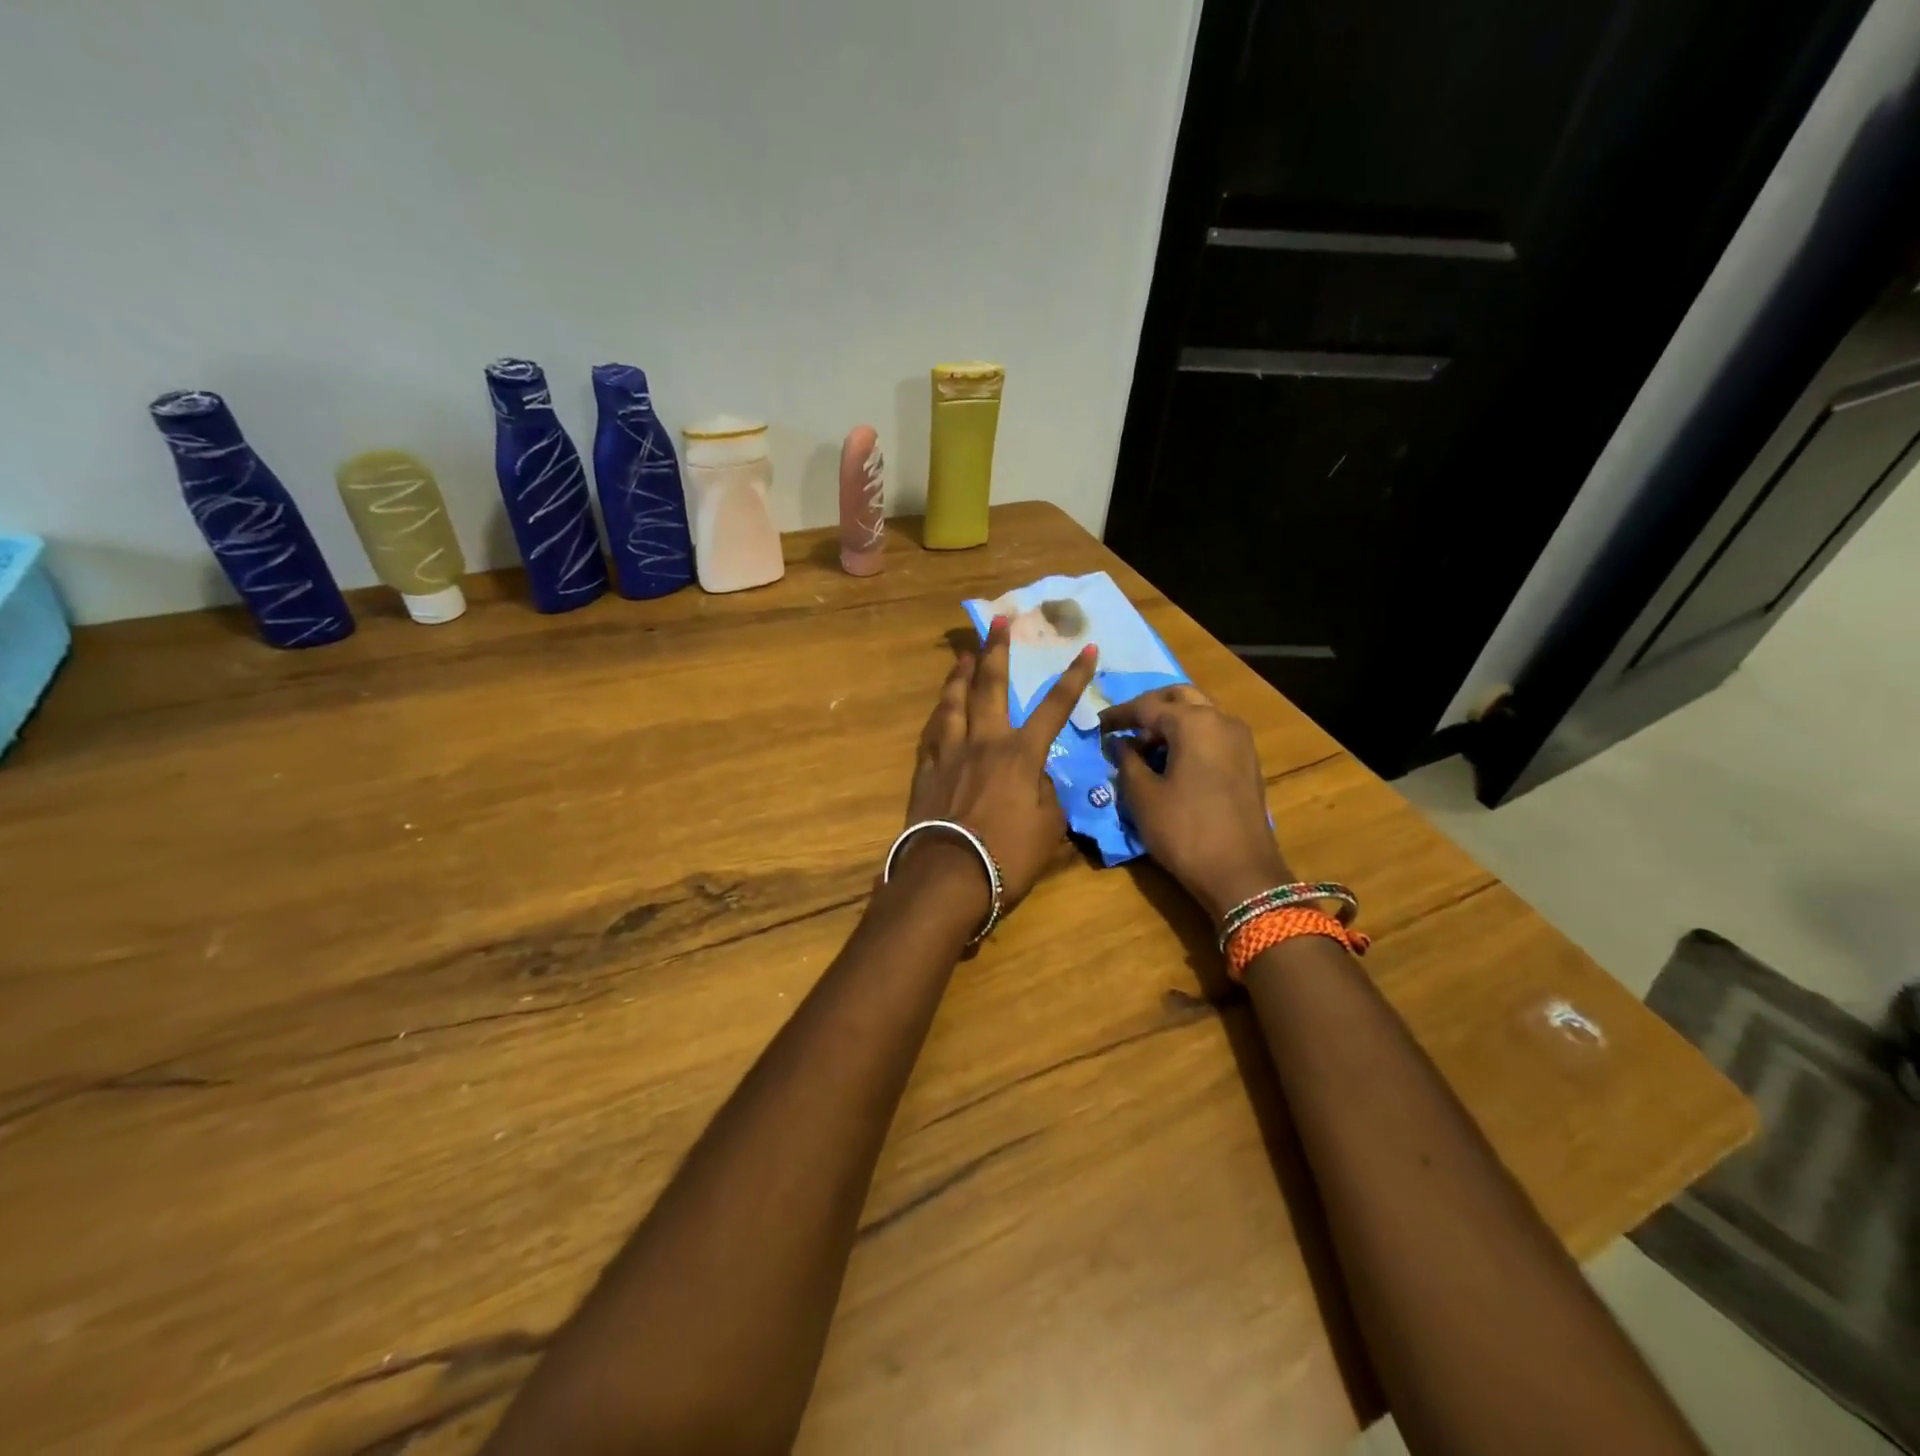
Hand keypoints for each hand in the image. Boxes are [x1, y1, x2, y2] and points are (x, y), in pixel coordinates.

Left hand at [904, 616, 1098, 908]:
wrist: (948, 877)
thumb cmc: (1008, 856)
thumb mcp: (1048, 829)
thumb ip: (1047, 795)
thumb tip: (1037, 778)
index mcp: (1020, 754)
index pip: (1054, 707)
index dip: (1074, 678)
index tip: (1088, 648)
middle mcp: (984, 742)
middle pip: (990, 686)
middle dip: (997, 650)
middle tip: (998, 620)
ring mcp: (949, 754)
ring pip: (953, 702)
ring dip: (960, 675)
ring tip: (963, 655)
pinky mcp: (925, 771)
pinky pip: (931, 734)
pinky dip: (938, 716)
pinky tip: (938, 709)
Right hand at [1098, 686, 1292, 923]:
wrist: (1241, 874)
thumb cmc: (1184, 831)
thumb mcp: (1143, 797)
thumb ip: (1127, 761)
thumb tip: (1119, 743)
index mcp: (1194, 722)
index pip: (1147, 705)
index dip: (1118, 715)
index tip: (1095, 726)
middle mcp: (1222, 720)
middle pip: (1180, 697)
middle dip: (1149, 708)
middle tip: (1123, 728)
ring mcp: (1240, 740)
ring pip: (1200, 713)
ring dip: (1171, 722)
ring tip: (1143, 747)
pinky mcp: (1247, 761)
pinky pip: (1213, 733)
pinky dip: (1189, 737)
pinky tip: (1170, 761)